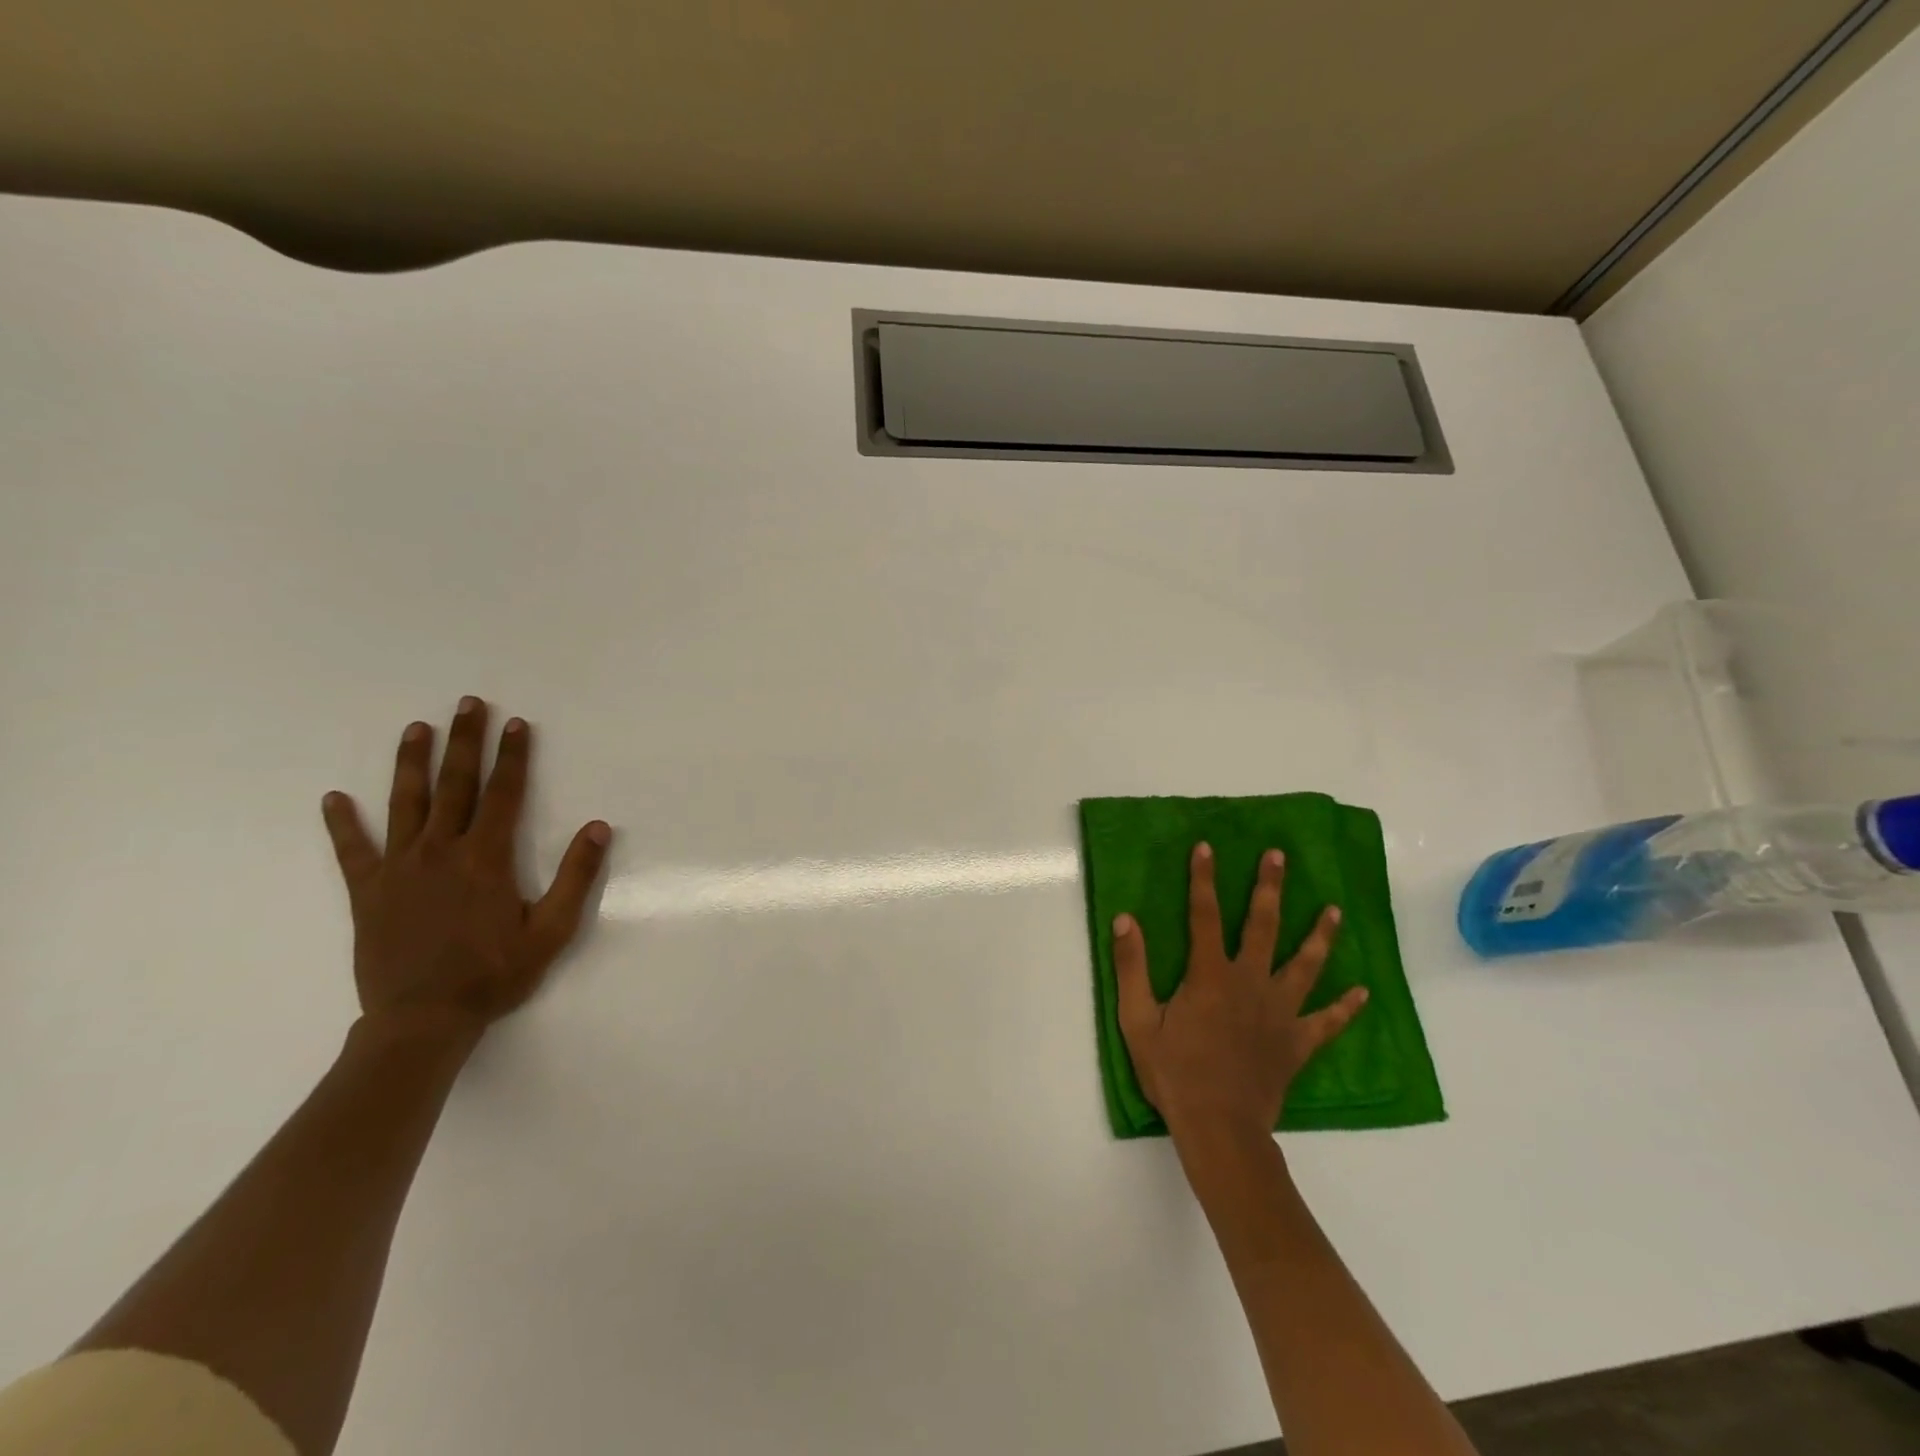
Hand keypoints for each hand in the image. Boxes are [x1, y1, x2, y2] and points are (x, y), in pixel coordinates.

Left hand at [321, 696, 611, 1040]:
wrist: (423, 1020)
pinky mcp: (368, 892)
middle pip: (454, 785)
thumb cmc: (495, 974)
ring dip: (411, 763)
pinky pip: (353, 851)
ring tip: (415, 728)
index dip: (513, 757)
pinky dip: (342, 824)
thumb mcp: (552, 930)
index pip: (503, 794)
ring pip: (405, 804)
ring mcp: (399, 869)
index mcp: (486, 858)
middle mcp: (440, 852)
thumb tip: (597, 827)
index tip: (516, 724)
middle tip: (467, 704)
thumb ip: (576, 876)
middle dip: (464, 742)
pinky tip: (333, 799)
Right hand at [1115, 842, 1366, 1143]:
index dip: (1204, 878)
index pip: (1204, 914)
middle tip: (1279, 856)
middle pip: (1263, 925)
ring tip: (1335, 910)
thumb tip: (1126, 919)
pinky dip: (1346, 1007)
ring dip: (1320, 935)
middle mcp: (1250, 982)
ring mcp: (1280, 1011)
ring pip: (1305, 965)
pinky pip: (1327, 1021)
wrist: (1218, 1128)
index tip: (1207, 846)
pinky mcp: (1298, 1042)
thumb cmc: (1174, 1072)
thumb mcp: (1138, 1019)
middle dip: (1269, 887)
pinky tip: (1363, 992)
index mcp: (1210, 974)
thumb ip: (1132, 967)